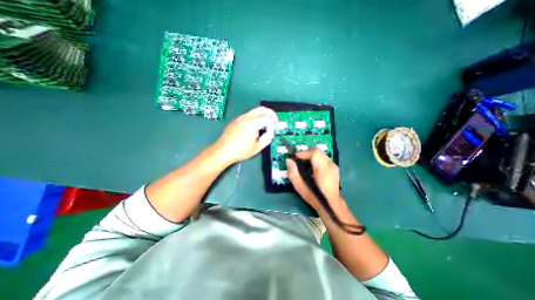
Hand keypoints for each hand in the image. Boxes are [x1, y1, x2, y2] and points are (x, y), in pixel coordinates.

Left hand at [214, 107, 279, 164]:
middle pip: (262, 109)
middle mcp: (246, 117)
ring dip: (263, 115)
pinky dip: (256, 117)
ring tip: (266, 124)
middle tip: (275, 122)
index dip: (272, 126)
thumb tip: (270, 133)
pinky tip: (256, 126)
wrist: (223, 151)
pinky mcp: (236, 120)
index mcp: (252, 123)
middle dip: (271, 114)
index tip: (271, 134)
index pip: (268, 119)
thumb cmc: (240, 151)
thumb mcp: (257, 148)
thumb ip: (267, 139)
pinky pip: (249, 115)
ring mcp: (240, 117)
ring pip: (255, 110)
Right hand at [287, 149, 344, 213]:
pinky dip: (315, 159)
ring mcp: (334, 165)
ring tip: (304, 163)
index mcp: (323, 170)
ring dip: (310, 156)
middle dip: (306, 153)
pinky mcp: (334, 167)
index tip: (295, 158)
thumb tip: (288, 160)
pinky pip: (323, 157)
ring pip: (320, 153)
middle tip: (298, 160)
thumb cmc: (314, 197)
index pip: (314, 153)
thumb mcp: (300, 187)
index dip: (303, 153)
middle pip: (317, 151)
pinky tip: (311, 167)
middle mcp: (330, 165)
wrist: (331, 205)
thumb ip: (293, 173)